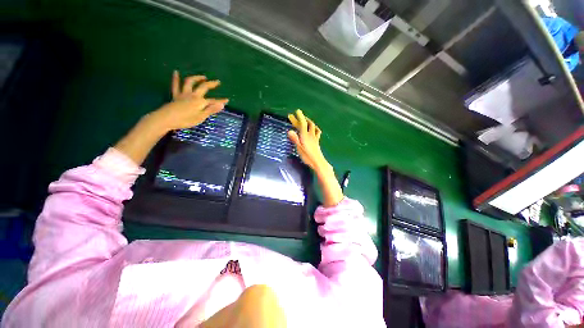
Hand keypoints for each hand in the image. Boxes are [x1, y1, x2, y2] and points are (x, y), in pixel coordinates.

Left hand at [149, 70, 228, 130]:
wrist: (166, 118)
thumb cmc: (186, 120)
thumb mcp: (201, 117)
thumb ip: (211, 110)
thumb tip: (222, 105)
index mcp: (200, 102)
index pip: (213, 101)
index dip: (221, 101)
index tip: (227, 100)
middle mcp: (193, 95)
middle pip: (203, 87)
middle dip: (211, 84)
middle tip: (217, 82)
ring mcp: (183, 94)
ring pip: (190, 82)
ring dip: (197, 78)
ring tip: (202, 76)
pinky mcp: (176, 95)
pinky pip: (175, 85)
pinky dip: (176, 78)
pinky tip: (176, 72)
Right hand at [287, 110, 329, 172]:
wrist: (318, 162)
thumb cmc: (307, 156)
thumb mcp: (299, 148)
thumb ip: (295, 139)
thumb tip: (289, 131)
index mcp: (305, 136)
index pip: (303, 124)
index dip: (300, 117)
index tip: (297, 111)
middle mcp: (310, 135)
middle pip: (307, 124)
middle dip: (302, 118)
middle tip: (296, 115)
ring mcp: (315, 138)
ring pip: (313, 127)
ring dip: (309, 121)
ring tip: (305, 119)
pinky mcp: (317, 141)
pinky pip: (317, 132)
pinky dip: (315, 128)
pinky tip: (315, 129)